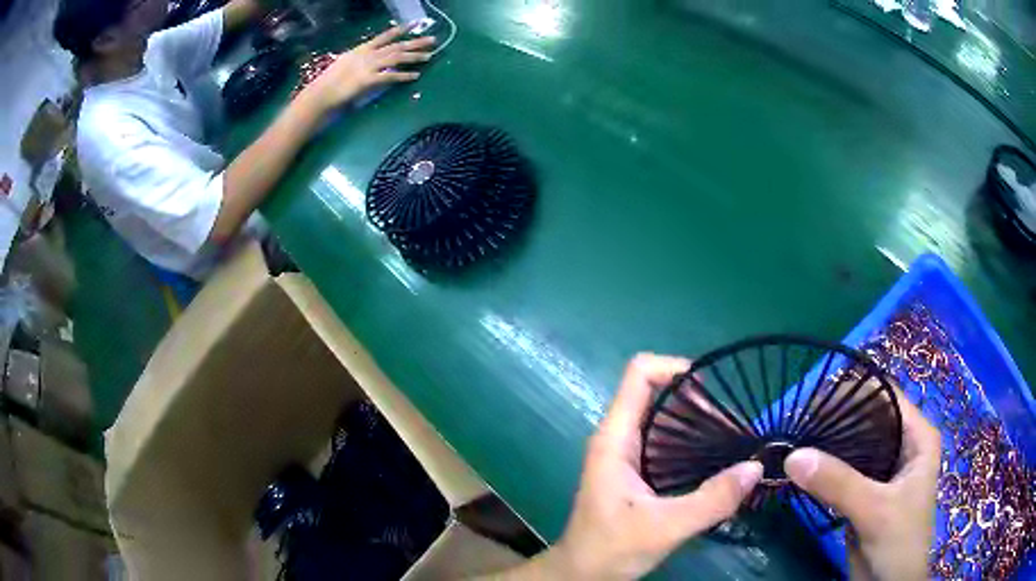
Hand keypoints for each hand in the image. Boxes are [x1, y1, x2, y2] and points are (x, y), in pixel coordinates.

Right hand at [302, 26, 434, 111]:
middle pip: (396, 46)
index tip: (414, 25)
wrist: (321, 93)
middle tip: (433, 40)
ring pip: (396, 58)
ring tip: (429, 56)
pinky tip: (415, 75)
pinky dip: (403, 75)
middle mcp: (367, 55)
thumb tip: (371, 59)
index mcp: (361, 50)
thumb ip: (360, 59)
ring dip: (414, 57)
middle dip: (415, 43)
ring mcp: (368, 67)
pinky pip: (390, 76)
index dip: (400, 30)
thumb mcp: (345, 63)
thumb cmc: (330, 82)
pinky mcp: (368, 80)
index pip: (384, 36)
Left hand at [546, 354, 763, 579]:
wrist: (582, 575)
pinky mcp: (638, 473)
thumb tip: (756, 468)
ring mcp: (628, 455)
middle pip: (659, 393)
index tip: (715, 388)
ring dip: (700, 423)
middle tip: (737, 422)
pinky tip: (719, 460)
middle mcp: (620, 438)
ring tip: (736, 438)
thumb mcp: (664, 528)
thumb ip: (710, 500)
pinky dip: (694, 444)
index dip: (676, 368)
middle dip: (699, 400)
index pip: (640, 374)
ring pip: (665, 419)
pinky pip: (668, 444)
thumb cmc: (610, 549)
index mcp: (615, 439)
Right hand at [784, 389, 940, 580]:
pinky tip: (803, 466)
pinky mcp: (865, 493)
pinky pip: (844, 471)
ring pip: (854, 445)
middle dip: (837, 418)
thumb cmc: (900, 543)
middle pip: (869, 419)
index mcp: (917, 437)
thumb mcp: (875, 510)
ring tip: (796, 438)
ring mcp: (883, 470)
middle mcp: (902, 446)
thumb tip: (793, 455)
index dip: (855, 391)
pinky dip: (825, 468)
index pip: (887, 397)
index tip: (816, 397)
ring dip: (828, 444)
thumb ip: (839, 483)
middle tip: (799, 420)